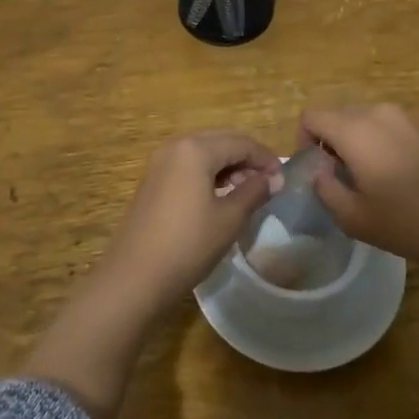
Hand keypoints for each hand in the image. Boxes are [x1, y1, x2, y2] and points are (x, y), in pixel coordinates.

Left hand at [98, 131, 280, 311]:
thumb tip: (274, 179)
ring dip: (228, 167)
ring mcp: (160, 163)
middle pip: (221, 142)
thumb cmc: (188, 244)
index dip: (265, 158)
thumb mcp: (229, 219)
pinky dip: (209, 175)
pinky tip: (220, 197)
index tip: (283, 180)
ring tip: (247, 193)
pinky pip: (188, 166)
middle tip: (267, 184)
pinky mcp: (153, 181)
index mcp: (196, 149)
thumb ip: (254, 192)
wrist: (135, 276)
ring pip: (204, 153)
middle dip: (247, 159)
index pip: (241, 142)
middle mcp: (176, 147)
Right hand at [299, 104, 418, 273]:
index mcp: (355, 130)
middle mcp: (383, 112)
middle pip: (344, 115)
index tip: (318, 171)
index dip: (305, 141)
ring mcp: (417, 116)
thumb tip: (320, 172)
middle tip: (348, 180)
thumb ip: (325, 190)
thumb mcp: (355, 219)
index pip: (312, 116)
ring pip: (377, 122)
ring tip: (386, 182)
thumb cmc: (411, 223)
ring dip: (369, 144)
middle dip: (337, 143)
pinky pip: (407, 129)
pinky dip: (400, 146)